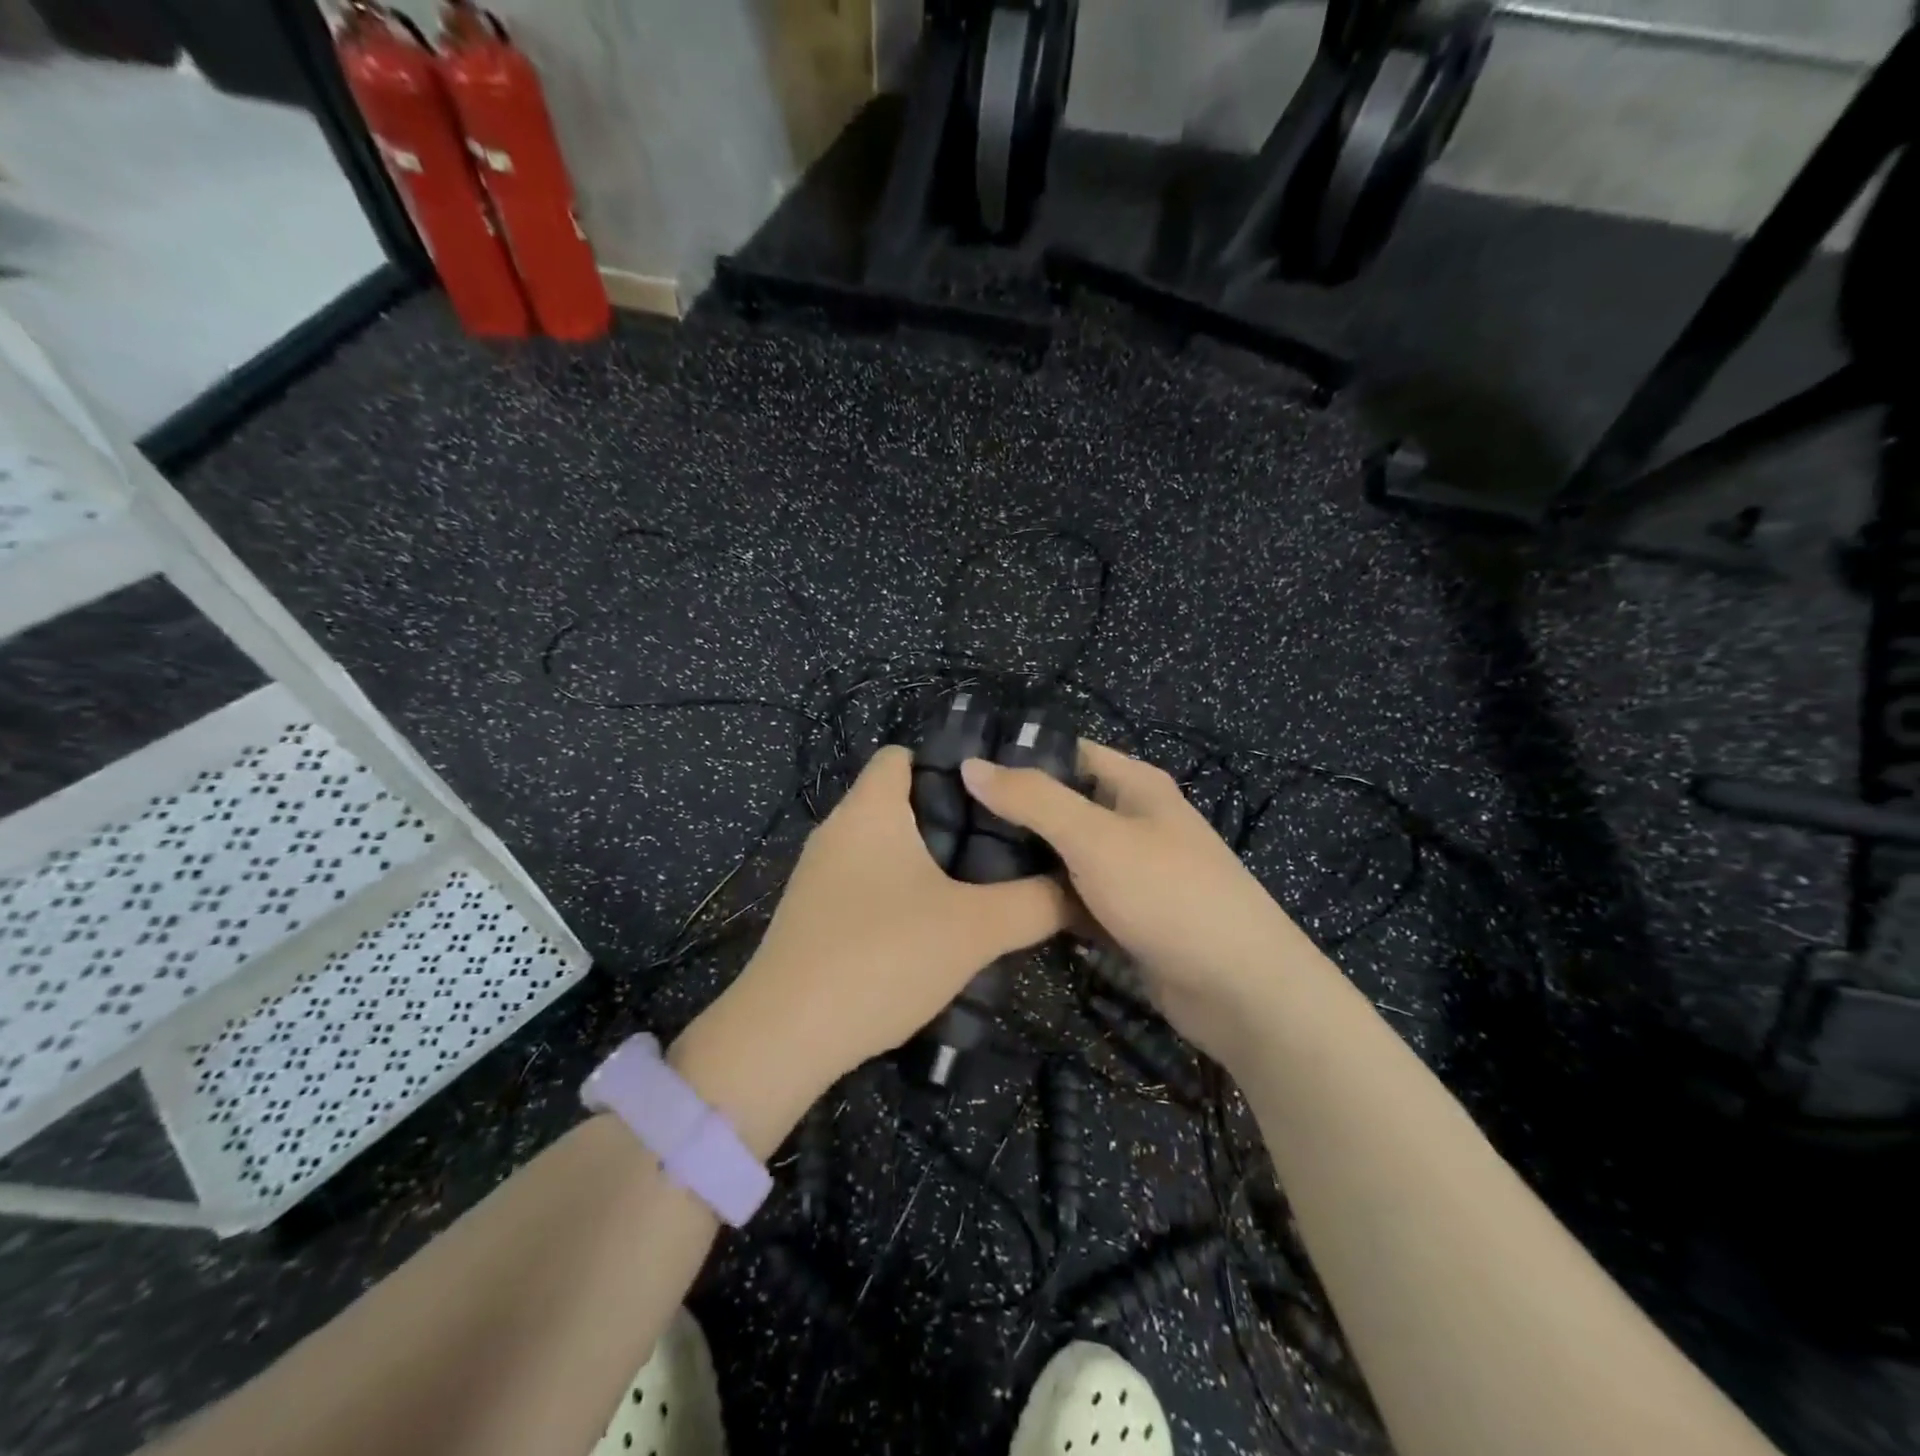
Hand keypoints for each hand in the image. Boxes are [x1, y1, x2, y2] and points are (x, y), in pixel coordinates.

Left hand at [680, 746, 1072, 1116]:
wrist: (786, 1036)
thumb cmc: (882, 955)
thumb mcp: (974, 930)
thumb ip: (1035, 904)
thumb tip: (1080, 891)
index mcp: (870, 809)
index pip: (903, 754)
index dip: (950, 764)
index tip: (998, 794)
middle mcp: (838, 830)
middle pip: (898, 802)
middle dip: (951, 818)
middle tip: (1004, 843)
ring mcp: (819, 875)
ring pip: (884, 847)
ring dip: (927, 860)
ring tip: (980, 884)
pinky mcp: (813, 915)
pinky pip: (866, 883)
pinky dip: (900, 892)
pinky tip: (932, 928)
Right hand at [960, 741, 1318, 1066]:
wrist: (1241, 990)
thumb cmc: (1169, 894)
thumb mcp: (1095, 838)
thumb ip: (1033, 799)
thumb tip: (971, 764)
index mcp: (1134, 785)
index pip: (1066, 753)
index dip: (1017, 757)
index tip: (957, 770)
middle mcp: (1133, 821)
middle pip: (1062, 805)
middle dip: (1012, 813)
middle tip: (946, 822)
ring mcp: (1131, 872)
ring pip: (1065, 856)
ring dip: (1024, 860)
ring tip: (956, 862)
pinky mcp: (1126, 916)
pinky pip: (1075, 898)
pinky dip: (1045, 900)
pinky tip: (998, 905)